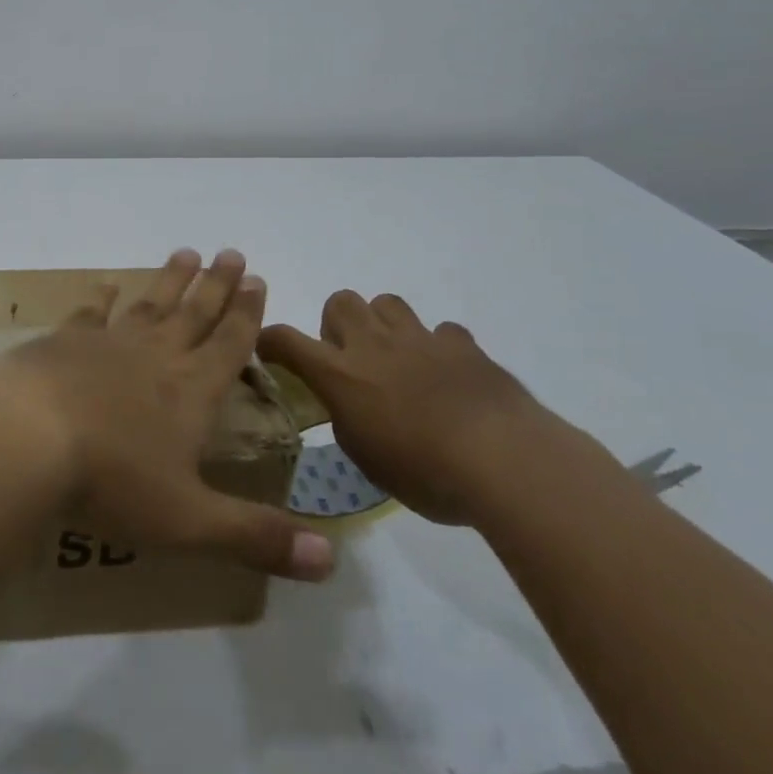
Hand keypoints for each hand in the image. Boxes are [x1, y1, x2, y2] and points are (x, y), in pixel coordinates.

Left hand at [0, 249, 334, 582]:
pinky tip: (106, 285)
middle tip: (232, 253)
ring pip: (150, 304)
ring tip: (186, 252)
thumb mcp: (190, 521)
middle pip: (195, 313)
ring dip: (171, 279)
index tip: (258, 279)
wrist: (28, 437)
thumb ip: (257, 536)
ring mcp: (108, 343)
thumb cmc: (112, 480)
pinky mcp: (64, 341)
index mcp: (191, 392)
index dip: (247, 314)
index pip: (230, 345)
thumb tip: (331, 560)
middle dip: (217, 285)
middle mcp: (156, 356)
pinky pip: (90, 314)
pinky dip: (101, 298)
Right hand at [258, 291, 560, 525]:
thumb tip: (347, 407)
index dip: (271, 341)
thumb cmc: (424, 472)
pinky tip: (447, 374)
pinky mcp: (460, 344)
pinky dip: (438, 348)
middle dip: (338, 324)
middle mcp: (372, 344)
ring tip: (397, 358)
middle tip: (351, 358)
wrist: (502, 458)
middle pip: (340, 301)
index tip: (269, 351)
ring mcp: (418, 338)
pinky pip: (441, 332)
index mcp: (339, 373)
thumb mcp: (366, 459)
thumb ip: (348, 421)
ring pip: (387, 303)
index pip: (286, 341)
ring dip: (384, 325)